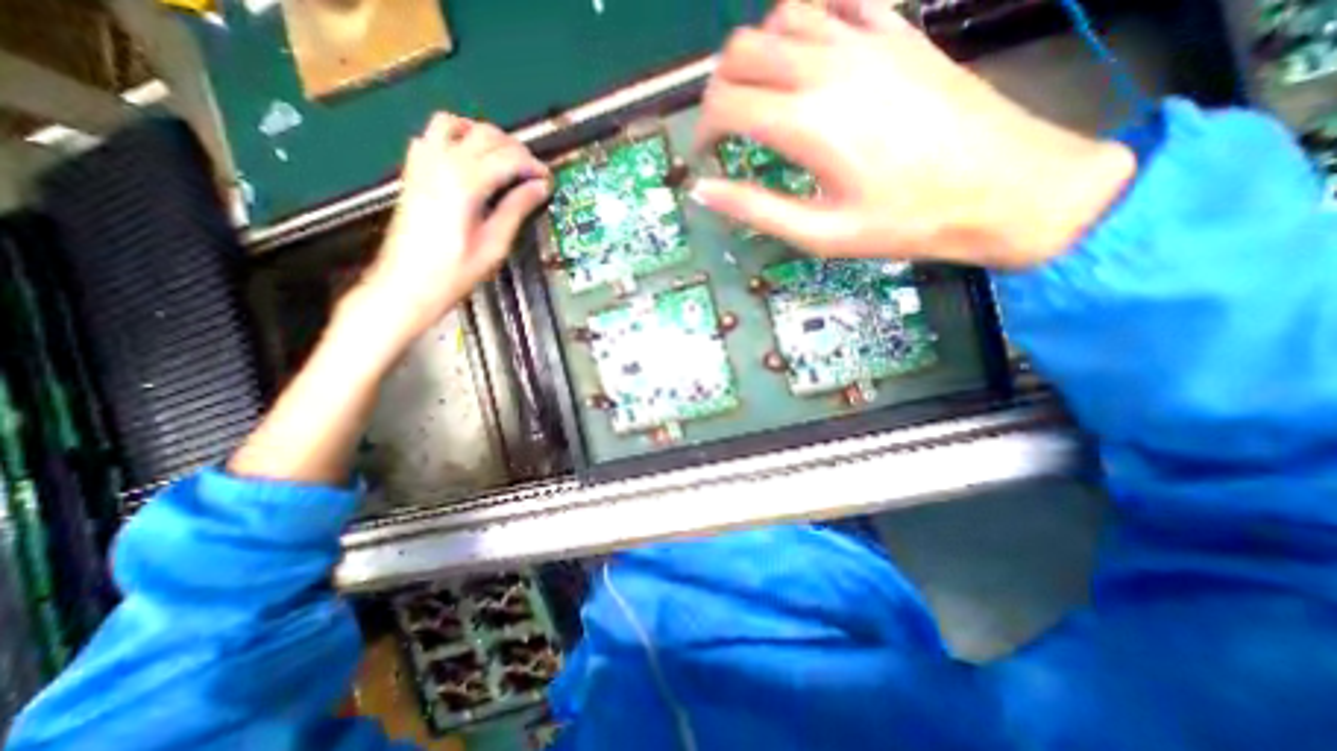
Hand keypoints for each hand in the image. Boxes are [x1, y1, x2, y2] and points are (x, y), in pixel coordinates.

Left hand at [357, 116, 551, 338]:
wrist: (407, 283)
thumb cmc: (454, 271)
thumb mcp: (494, 244)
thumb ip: (516, 209)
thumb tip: (539, 188)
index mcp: (466, 183)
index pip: (509, 158)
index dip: (534, 166)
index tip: (548, 180)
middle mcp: (442, 162)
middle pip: (486, 135)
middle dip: (516, 150)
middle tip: (533, 173)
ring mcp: (423, 163)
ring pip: (456, 123)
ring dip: (484, 135)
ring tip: (503, 159)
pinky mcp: (413, 170)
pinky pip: (431, 135)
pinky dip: (454, 137)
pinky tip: (468, 159)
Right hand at [688, 1, 1135, 265]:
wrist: (1004, 188)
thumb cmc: (904, 222)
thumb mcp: (820, 234)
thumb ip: (756, 209)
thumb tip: (703, 192)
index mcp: (806, 124)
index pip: (726, 104)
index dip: (704, 129)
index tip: (705, 155)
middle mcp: (828, 69)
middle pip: (742, 52)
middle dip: (719, 91)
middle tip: (726, 129)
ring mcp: (865, 40)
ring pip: (781, 16)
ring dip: (756, 54)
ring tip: (760, 95)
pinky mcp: (897, 32)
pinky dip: (807, 18)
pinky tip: (807, 52)